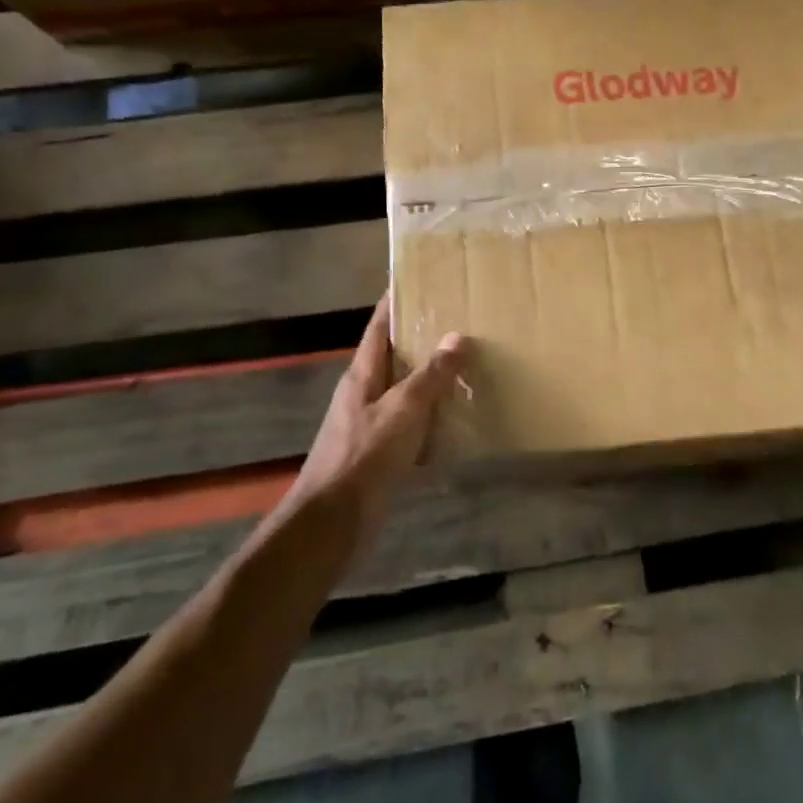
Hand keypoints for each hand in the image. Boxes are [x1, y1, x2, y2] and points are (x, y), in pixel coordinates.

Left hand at [290, 294, 465, 532]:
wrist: (332, 523)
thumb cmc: (364, 458)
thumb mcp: (402, 410)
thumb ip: (431, 376)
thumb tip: (457, 337)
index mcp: (363, 374)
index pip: (380, 326)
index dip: (396, 301)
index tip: (420, 279)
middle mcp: (365, 394)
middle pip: (395, 357)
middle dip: (424, 340)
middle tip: (462, 322)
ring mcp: (372, 425)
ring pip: (407, 393)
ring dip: (433, 382)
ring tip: (470, 367)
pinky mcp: (381, 455)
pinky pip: (413, 428)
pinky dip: (434, 421)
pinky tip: (460, 423)